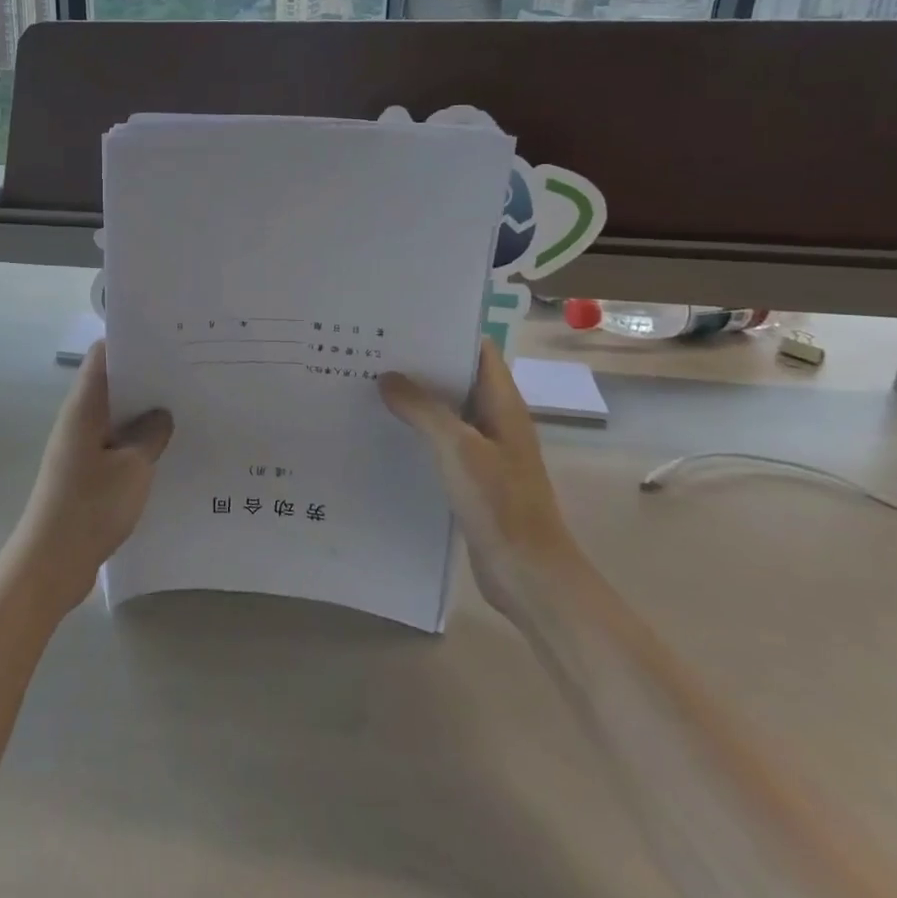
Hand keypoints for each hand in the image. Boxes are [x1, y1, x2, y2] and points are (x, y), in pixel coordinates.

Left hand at [10, 342, 173, 615]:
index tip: (168, 341)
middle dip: (146, 379)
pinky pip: (114, 445)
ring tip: (185, 410)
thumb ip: (150, 435)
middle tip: (188, 375)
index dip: (131, 342)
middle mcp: (78, 420)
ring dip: (143, 414)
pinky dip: (137, 443)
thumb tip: (161, 415)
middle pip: (111, 384)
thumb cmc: (90, 506)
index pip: (102, 356)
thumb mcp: (133, 467)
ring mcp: (80, 448)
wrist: (52, 563)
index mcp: (84, 407)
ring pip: (115, 417)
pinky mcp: (85, 473)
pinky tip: (166, 452)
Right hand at [380, 339, 582, 616]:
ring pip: (446, 413)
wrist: (528, 575)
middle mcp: (495, 421)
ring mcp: (484, 452)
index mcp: (503, 405)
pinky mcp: (471, 479)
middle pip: (458, 380)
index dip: (446, 332)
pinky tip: (382, 433)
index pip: (478, 351)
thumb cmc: (499, 503)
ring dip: (414, 401)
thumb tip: (388, 378)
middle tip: (373, 351)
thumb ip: (423, 409)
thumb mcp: (457, 448)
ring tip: (368, 385)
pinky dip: (415, 433)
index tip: (403, 322)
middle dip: (420, 365)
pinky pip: (440, 444)